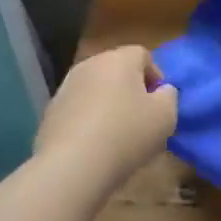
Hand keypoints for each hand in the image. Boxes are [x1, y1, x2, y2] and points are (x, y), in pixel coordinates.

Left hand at [36, 45, 177, 188]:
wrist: (73, 165)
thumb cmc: (127, 134)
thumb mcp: (166, 116)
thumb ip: (169, 96)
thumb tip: (161, 90)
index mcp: (119, 60)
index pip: (142, 54)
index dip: (155, 75)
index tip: (160, 102)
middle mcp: (89, 65)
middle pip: (116, 70)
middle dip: (130, 89)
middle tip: (141, 117)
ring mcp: (65, 88)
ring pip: (95, 89)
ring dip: (108, 104)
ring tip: (117, 134)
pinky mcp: (51, 112)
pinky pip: (78, 109)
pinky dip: (88, 120)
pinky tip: (95, 145)